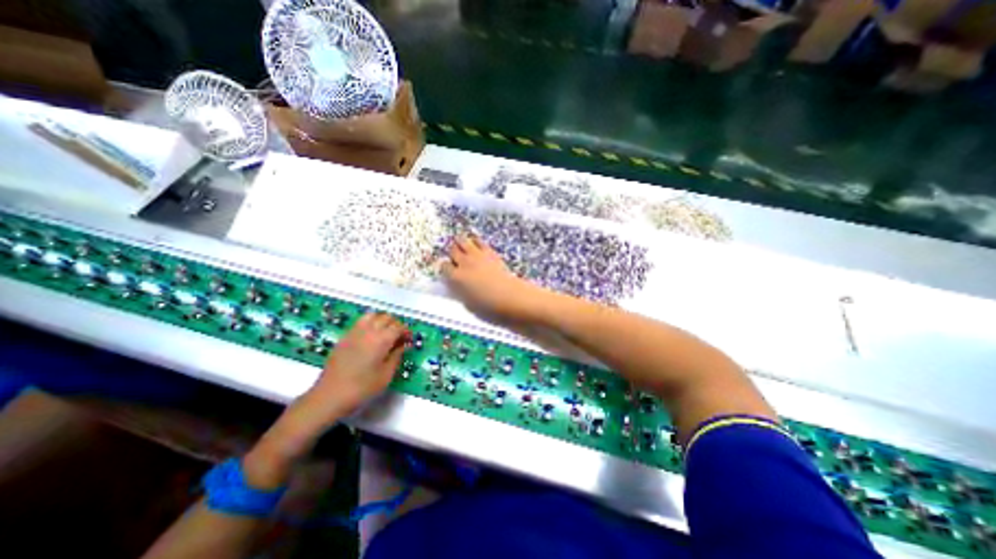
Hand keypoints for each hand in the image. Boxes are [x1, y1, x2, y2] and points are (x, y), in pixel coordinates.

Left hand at [244, 314, 407, 489]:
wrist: (329, 396)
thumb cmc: (362, 388)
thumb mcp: (386, 375)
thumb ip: (397, 356)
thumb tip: (403, 345)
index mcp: (381, 339)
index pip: (398, 327)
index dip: (406, 331)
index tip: (409, 340)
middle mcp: (368, 331)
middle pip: (386, 318)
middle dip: (396, 324)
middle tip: (399, 337)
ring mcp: (354, 332)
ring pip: (372, 316)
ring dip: (382, 321)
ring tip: (385, 333)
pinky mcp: (344, 337)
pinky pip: (360, 322)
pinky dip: (370, 324)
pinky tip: (371, 337)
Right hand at [440, 236, 543, 321]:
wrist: (509, 297)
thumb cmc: (488, 307)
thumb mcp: (467, 303)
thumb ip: (459, 290)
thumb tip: (456, 285)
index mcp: (456, 278)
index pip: (444, 266)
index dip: (446, 268)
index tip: (449, 271)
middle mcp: (464, 263)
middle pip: (452, 250)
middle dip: (453, 253)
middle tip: (456, 257)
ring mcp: (477, 256)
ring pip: (462, 240)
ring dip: (461, 243)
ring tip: (463, 246)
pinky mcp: (489, 252)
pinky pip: (478, 241)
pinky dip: (474, 241)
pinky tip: (475, 243)